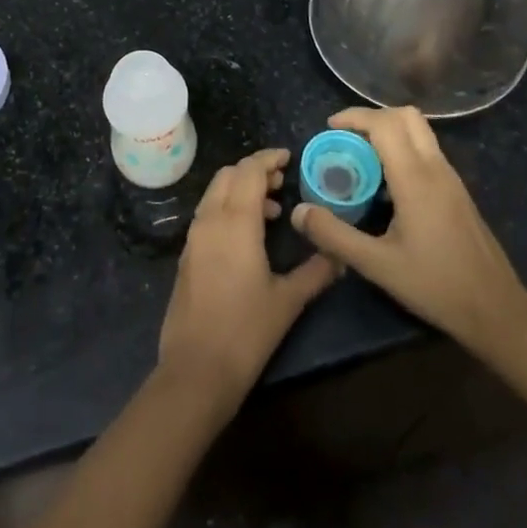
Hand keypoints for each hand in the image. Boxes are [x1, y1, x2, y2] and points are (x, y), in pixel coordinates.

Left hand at [157, 148, 339, 414]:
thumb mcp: (288, 301)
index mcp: (235, 222)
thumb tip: (340, 255)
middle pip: (228, 175)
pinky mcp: (187, 255)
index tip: (288, 157)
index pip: (249, 171)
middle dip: (254, 171)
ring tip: (271, 211)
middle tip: (282, 182)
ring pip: (215, 193)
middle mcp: (210, 220)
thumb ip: (316, 272)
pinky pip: (207, 214)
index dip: (268, 158)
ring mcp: (194, 237)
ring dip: (240, 190)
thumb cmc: (246, 332)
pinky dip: (227, 208)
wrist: (196, 370)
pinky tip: (248, 236)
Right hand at [291, 107, 526, 354]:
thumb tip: (298, 212)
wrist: (496, 310)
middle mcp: (436, 168)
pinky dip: (403, 149)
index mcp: (416, 179)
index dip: (355, 117)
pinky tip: (387, 185)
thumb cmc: (435, 286)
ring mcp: (451, 178)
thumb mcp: (377, 265)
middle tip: (346, 138)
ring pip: (420, 131)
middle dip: (372, 117)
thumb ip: (334, 236)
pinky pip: (427, 151)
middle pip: (406, 116)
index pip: (385, 124)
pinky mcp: (458, 191)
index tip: (329, 128)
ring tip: (361, 158)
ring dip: (389, 131)